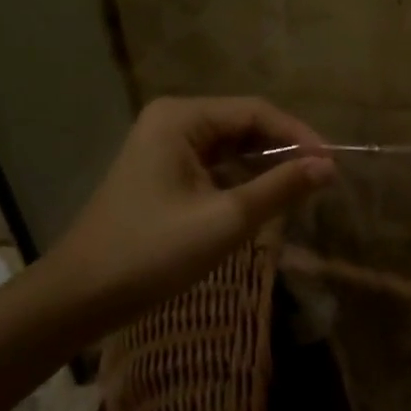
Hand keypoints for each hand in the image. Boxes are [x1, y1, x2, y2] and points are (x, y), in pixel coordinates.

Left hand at [41, 96, 332, 335]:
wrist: (77, 298)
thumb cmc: (151, 253)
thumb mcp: (226, 220)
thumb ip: (281, 188)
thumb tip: (329, 167)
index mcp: (182, 118)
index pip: (256, 112)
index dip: (299, 135)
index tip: (332, 164)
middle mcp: (172, 121)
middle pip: (244, 124)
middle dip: (284, 149)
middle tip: (321, 177)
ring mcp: (163, 146)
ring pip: (231, 146)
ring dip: (265, 165)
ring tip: (301, 188)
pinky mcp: (161, 172)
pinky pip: (215, 164)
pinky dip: (243, 178)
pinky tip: (264, 197)